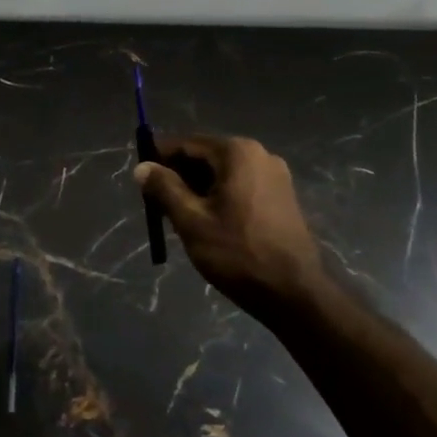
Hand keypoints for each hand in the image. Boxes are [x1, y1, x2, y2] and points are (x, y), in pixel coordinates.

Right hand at [135, 135, 321, 314]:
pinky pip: (241, 186)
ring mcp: (275, 175)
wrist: (295, 293)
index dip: (159, 158)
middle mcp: (259, 154)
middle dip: (179, 176)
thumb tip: (142, 167)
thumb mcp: (191, 221)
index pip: (186, 144)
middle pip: (206, 156)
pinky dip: (220, 197)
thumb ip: (164, 189)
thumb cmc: (238, 253)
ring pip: (223, 173)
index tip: (141, 179)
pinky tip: (209, 223)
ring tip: (180, 217)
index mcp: (237, 152)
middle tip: (158, 204)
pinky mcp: (282, 196)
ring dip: (198, 189)